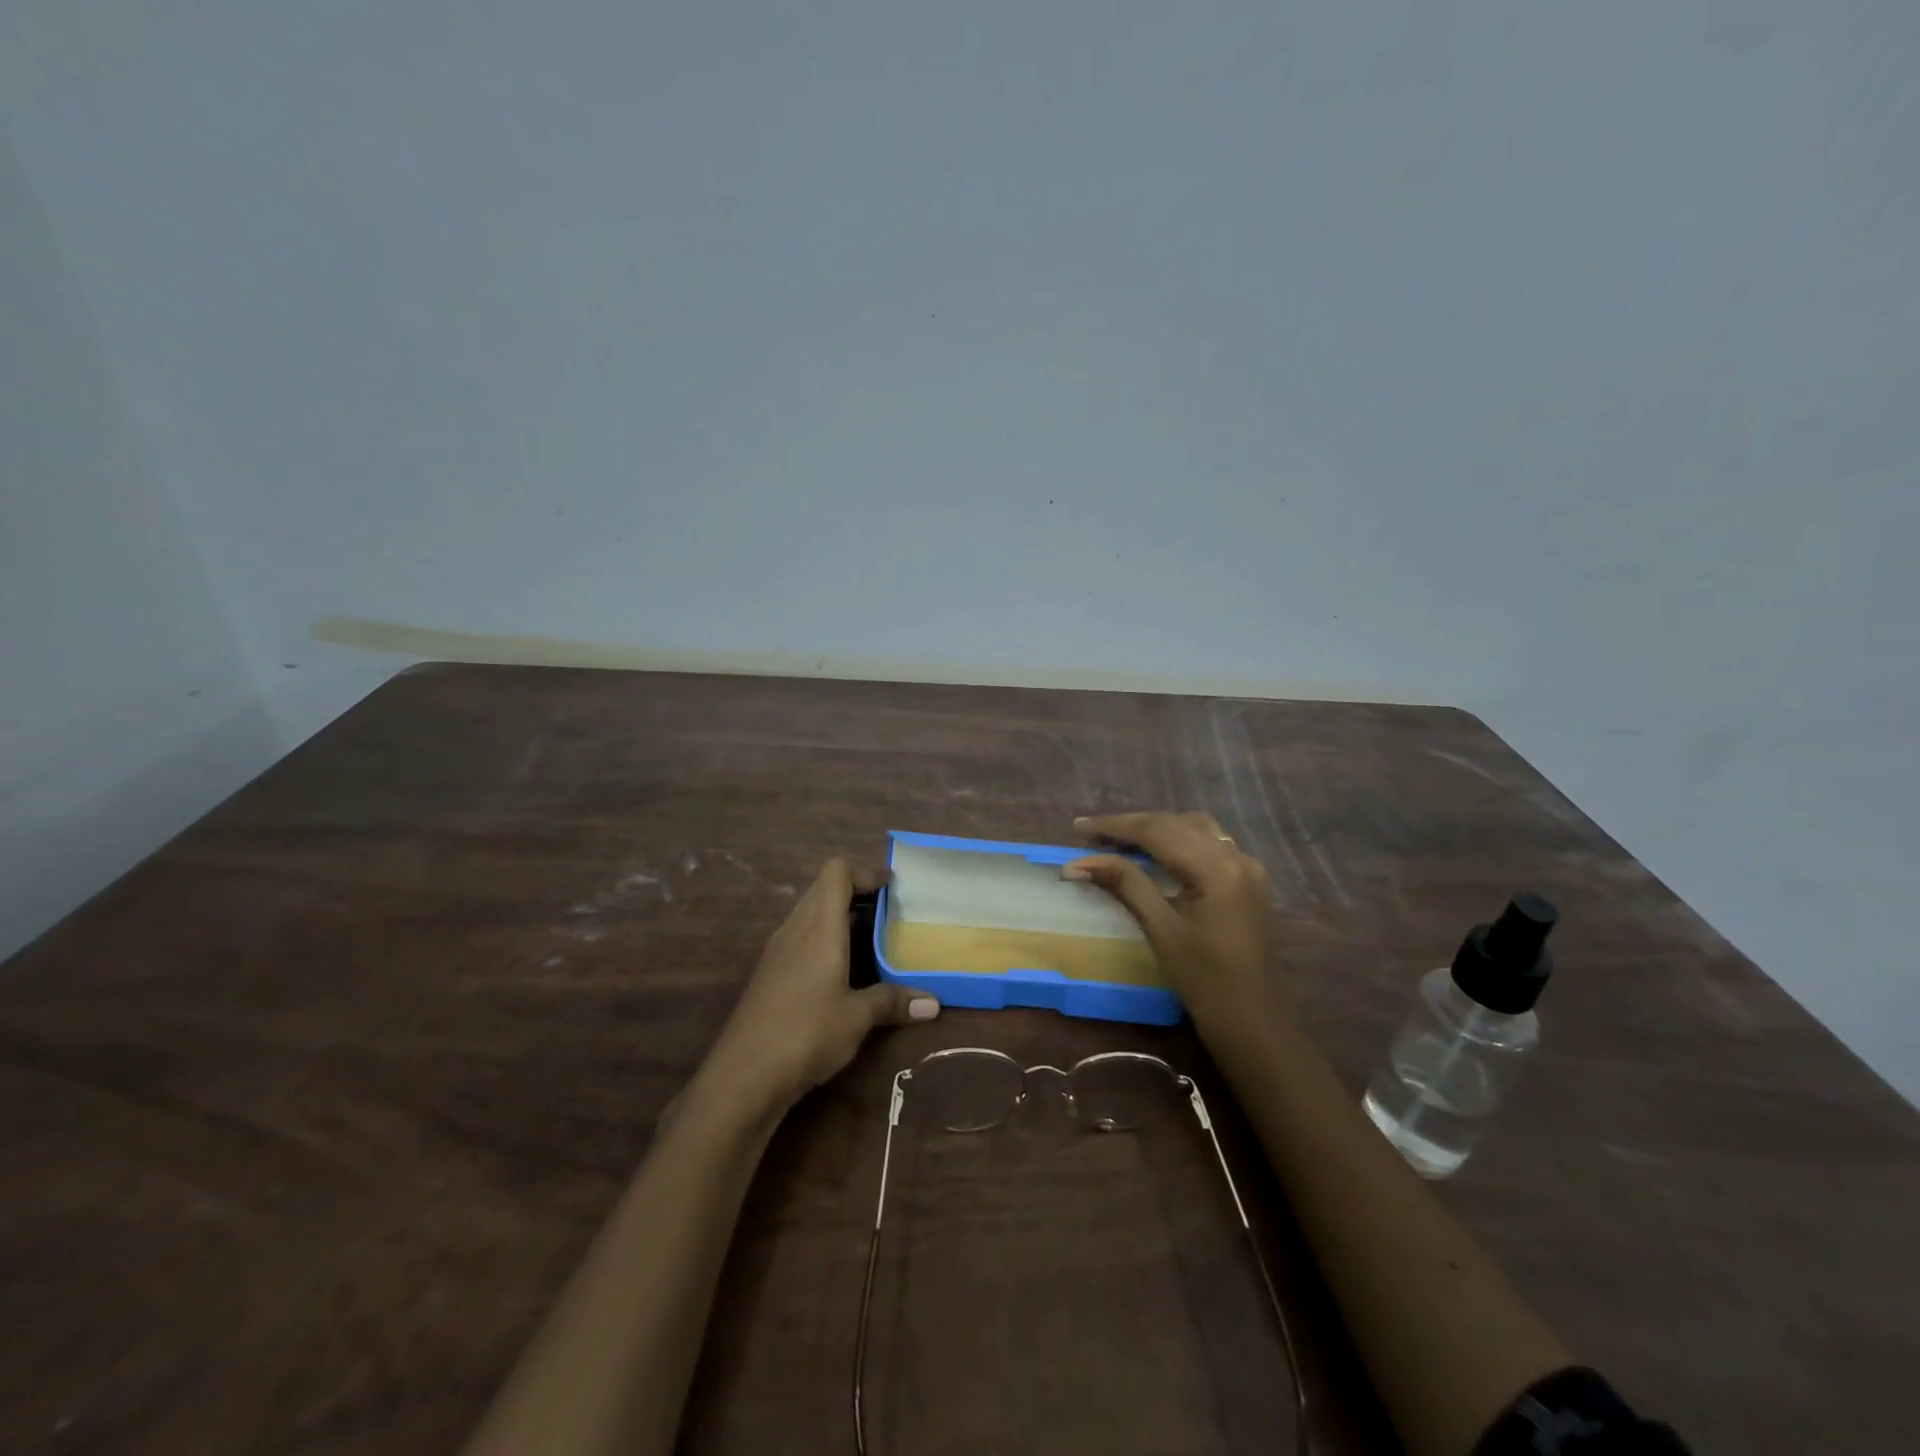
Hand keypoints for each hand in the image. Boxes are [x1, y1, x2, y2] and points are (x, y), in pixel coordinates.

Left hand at [704, 857, 939, 1115]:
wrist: (742, 1076)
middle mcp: (795, 928)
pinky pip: (800, 937)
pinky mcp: (769, 973)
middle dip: (856, 892)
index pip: (836, 872)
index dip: (864, 871)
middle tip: (888, 912)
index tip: (892, 888)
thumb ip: (893, 1002)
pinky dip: (823, 939)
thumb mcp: (857, 1018)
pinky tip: (841, 971)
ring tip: (870, 939)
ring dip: (838, 916)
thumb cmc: (806, 1033)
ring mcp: (777, 950)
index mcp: (819, 926)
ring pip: (810, 913)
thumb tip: (934, 1003)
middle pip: (823, 888)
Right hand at [1065, 811, 1278, 1037]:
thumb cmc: (1204, 981)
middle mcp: (1237, 856)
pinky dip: (1179, 839)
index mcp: (1216, 869)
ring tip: (1120, 841)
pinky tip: (1157, 852)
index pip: (1157, 831)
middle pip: (1176, 824)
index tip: (1079, 826)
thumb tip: (1078, 863)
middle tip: (1093, 835)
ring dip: (1157, 828)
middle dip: (1132, 825)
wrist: (1255, 1022)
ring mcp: (1249, 866)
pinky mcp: (1251, 879)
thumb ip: (1124, 885)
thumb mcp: (1160, 929)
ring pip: (1195, 828)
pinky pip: (1211, 843)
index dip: (1115, 825)